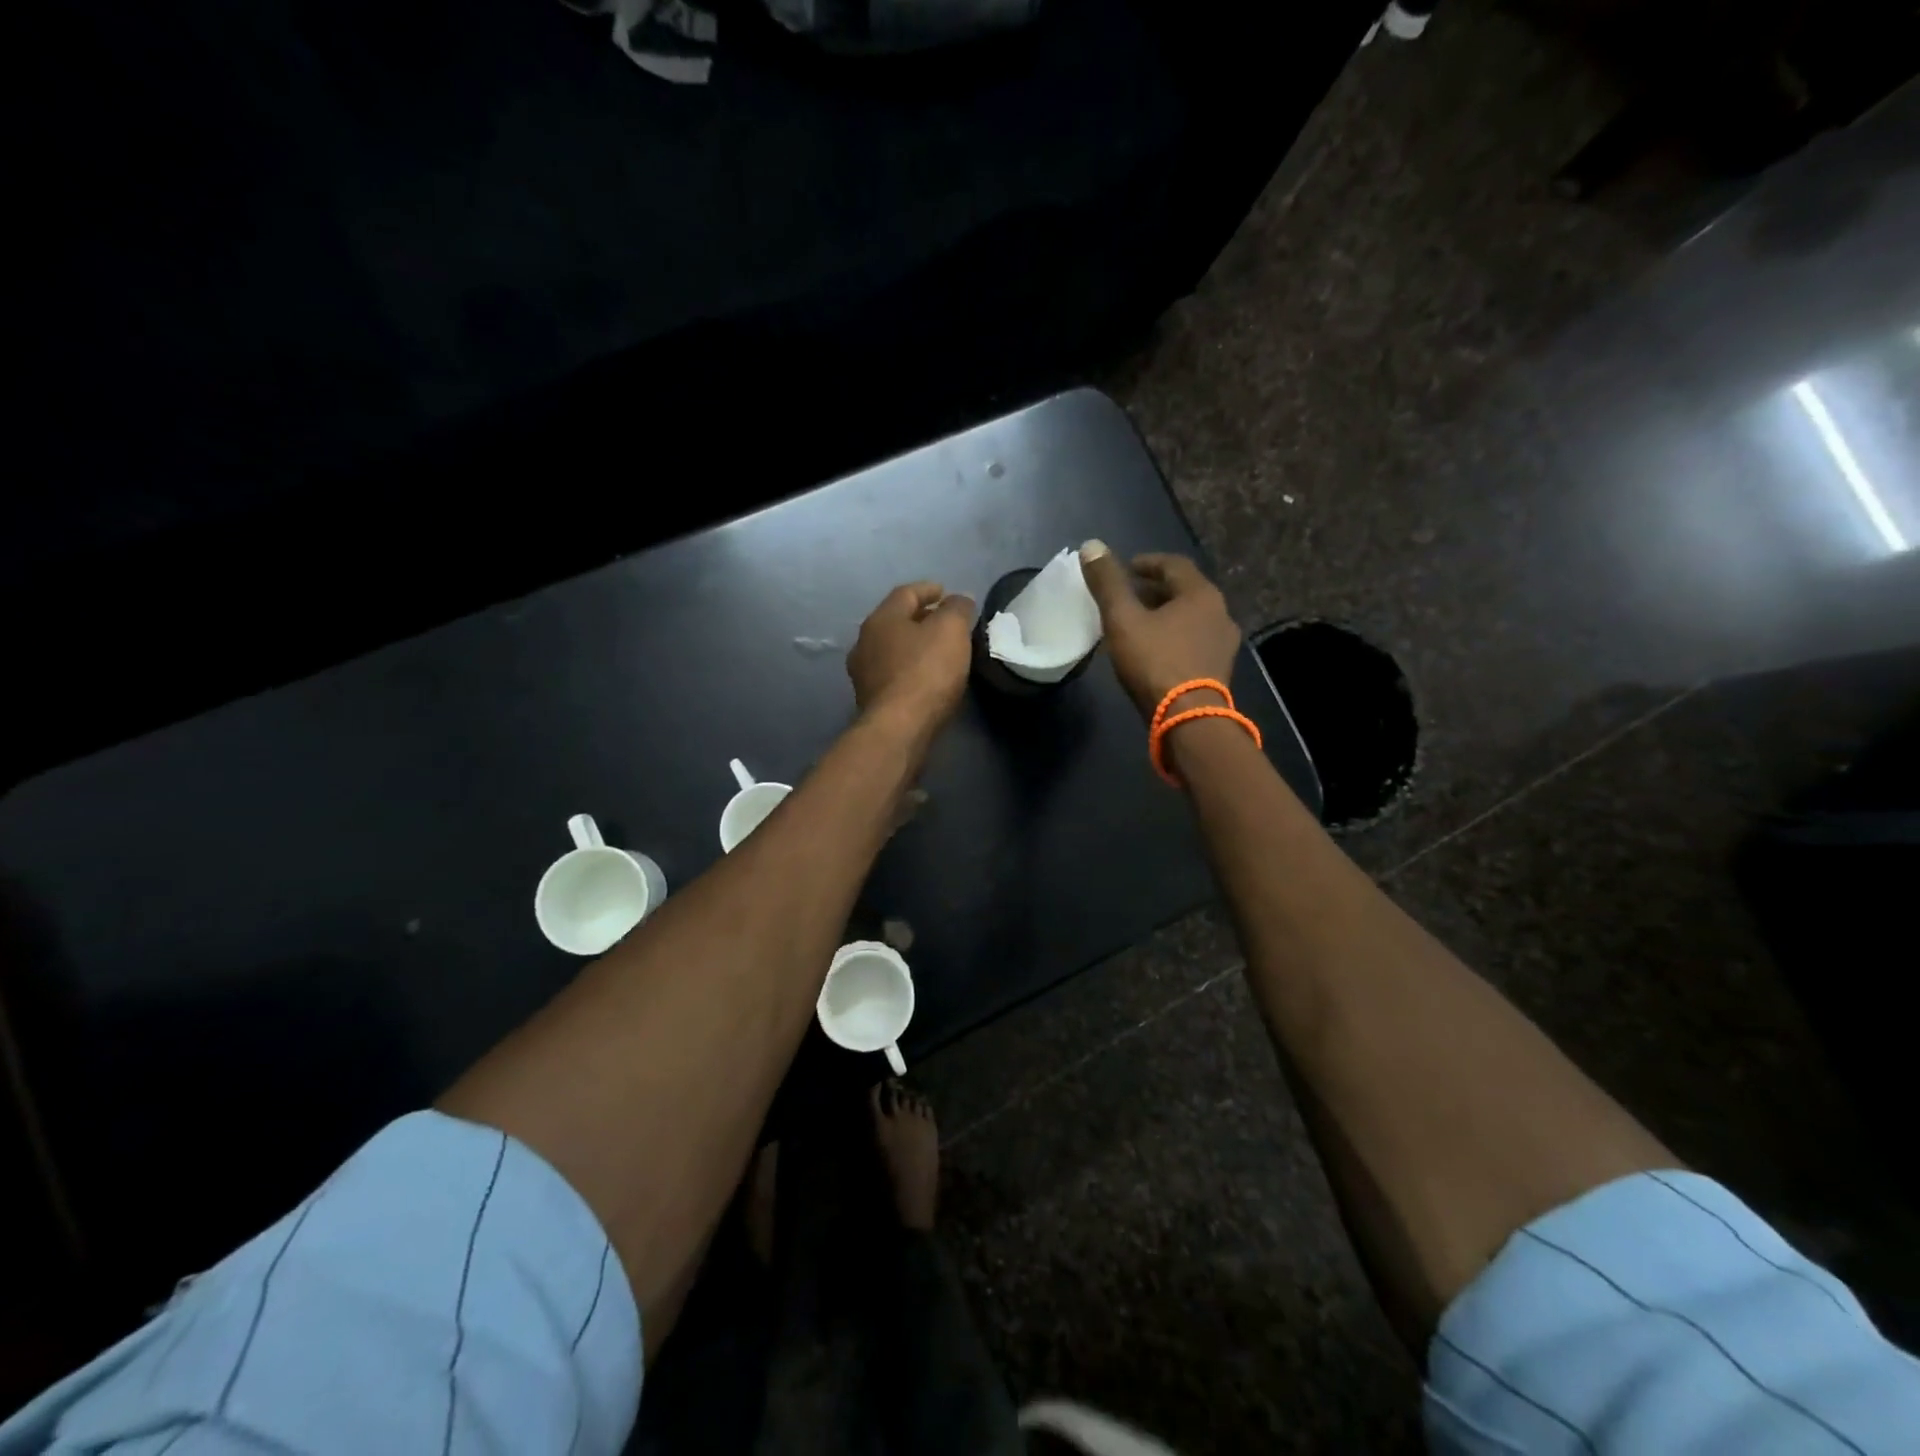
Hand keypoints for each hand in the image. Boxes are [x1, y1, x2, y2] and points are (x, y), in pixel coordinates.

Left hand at [847, 581, 975, 737]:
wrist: (899, 728)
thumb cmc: (926, 671)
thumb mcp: (951, 630)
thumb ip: (957, 609)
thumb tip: (958, 600)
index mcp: (881, 619)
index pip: (906, 593)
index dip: (928, 589)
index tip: (946, 592)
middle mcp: (865, 642)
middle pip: (896, 621)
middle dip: (921, 618)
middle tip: (945, 621)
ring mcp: (864, 673)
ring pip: (893, 649)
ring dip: (914, 645)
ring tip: (938, 650)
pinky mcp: (870, 700)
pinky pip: (894, 674)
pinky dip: (910, 668)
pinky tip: (927, 677)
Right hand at [1078, 541, 1240, 718]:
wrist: (1188, 720)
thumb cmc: (1155, 662)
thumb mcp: (1122, 619)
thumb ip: (1107, 583)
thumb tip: (1091, 545)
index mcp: (1201, 594)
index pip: (1173, 565)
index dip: (1146, 563)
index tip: (1124, 569)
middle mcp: (1220, 613)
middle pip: (1184, 591)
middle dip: (1154, 590)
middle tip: (1127, 597)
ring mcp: (1223, 644)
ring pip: (1190, 618)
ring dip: (1165, 616)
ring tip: (1137, 624)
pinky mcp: (1219, 670)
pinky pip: (1194, 641)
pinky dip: (1174, 637)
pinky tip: (1154, 651)